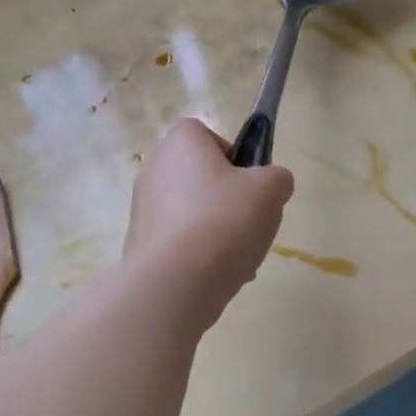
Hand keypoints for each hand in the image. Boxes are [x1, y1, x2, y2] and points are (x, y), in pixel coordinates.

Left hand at [126, 120, 294, 323]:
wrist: (177, 282)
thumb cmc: (225, 221)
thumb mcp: (270, 190)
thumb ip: (277, 178)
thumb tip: (271, 184)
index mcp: (180, 144)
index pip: (204, 134)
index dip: (231, 155)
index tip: (248, 182)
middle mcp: (153, 169)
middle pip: (198, 177)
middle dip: (226, 200)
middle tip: (249, 222)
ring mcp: (141, 209)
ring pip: (190, 214)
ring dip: (215, 232)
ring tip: (239, 259)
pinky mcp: (139, 245)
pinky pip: (178, 244)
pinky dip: (197, 256)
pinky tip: (216, 276)